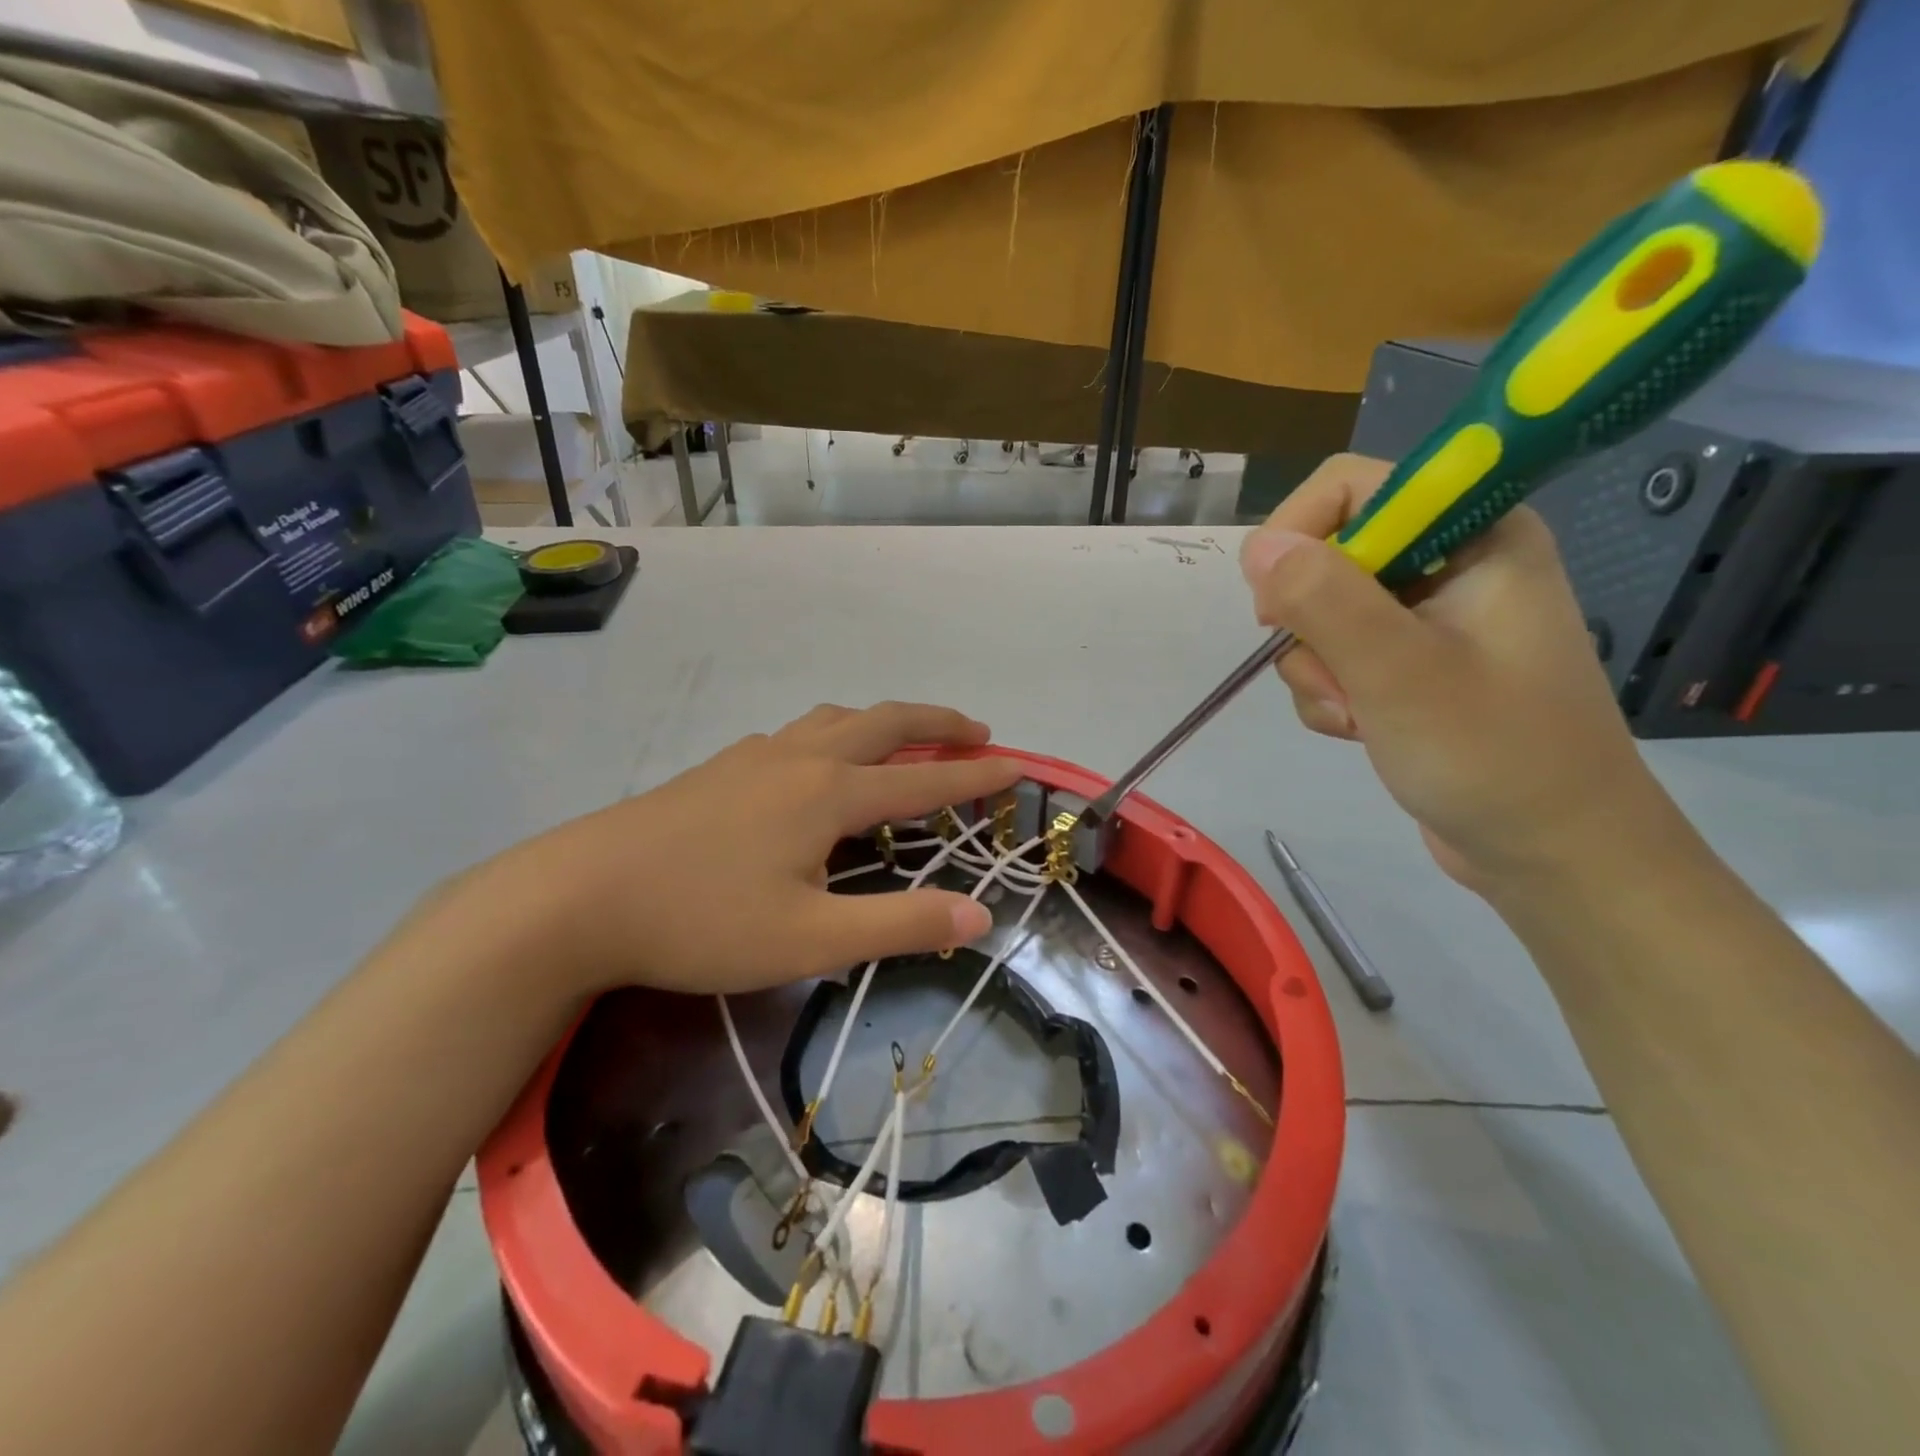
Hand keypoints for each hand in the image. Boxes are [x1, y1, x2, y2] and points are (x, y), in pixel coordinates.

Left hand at [477, 702, 1022, 995]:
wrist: (579, 896)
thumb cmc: (702, 920)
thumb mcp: (810, 939)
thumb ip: (898, 925)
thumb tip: (980, 915)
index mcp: (830, 793)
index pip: (923, 780)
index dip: (976, 776)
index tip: (1017, 766)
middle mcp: (800, 759)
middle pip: (884, 723)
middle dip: (937, 724)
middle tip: (976, 731)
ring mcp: (754, 756)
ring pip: (834, 720)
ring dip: (881, 723)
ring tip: (902, 742)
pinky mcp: (720, 768)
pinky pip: (794, 735)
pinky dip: (830, 737)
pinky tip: (813, 766)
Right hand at [1239, 454, 1680, 891]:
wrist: (1551, 852)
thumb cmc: (1493, 755)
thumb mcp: (1400, 673)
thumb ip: (1326, 599)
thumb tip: (1257, 546)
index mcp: (1475, 533)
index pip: (1351, 487)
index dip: (1299, 534)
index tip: (1278, 604)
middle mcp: (1450, 562)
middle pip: (1328, 554)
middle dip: (1311, 624)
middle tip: (1333, 676)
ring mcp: (1428, 617)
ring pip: (1321, 613)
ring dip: (1317, 670)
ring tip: (1358, 715)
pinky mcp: (1410, 664)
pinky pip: (1334, 655)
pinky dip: (1329, 693)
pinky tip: (1359, 728)